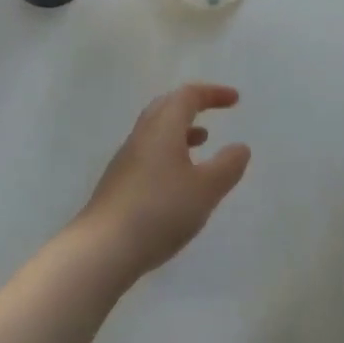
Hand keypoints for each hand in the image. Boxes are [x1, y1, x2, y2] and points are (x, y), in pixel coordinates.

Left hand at [75, 84, 251, 285]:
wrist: (103, 248)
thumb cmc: (160, 211)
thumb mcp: (205, 190)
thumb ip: (227, 166)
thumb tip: (240, 147)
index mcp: (163, 128)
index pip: (188, 96)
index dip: (212, 94)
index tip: (234, 100)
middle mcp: (142, 136)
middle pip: (166, 106)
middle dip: (192, 105)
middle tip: (214, 111)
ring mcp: (126, 159)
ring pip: (156, 131)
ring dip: (180, 130)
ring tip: (202, 141)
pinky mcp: (119, 182)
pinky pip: (149, 152)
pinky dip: (169, 152)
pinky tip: (178, 178)